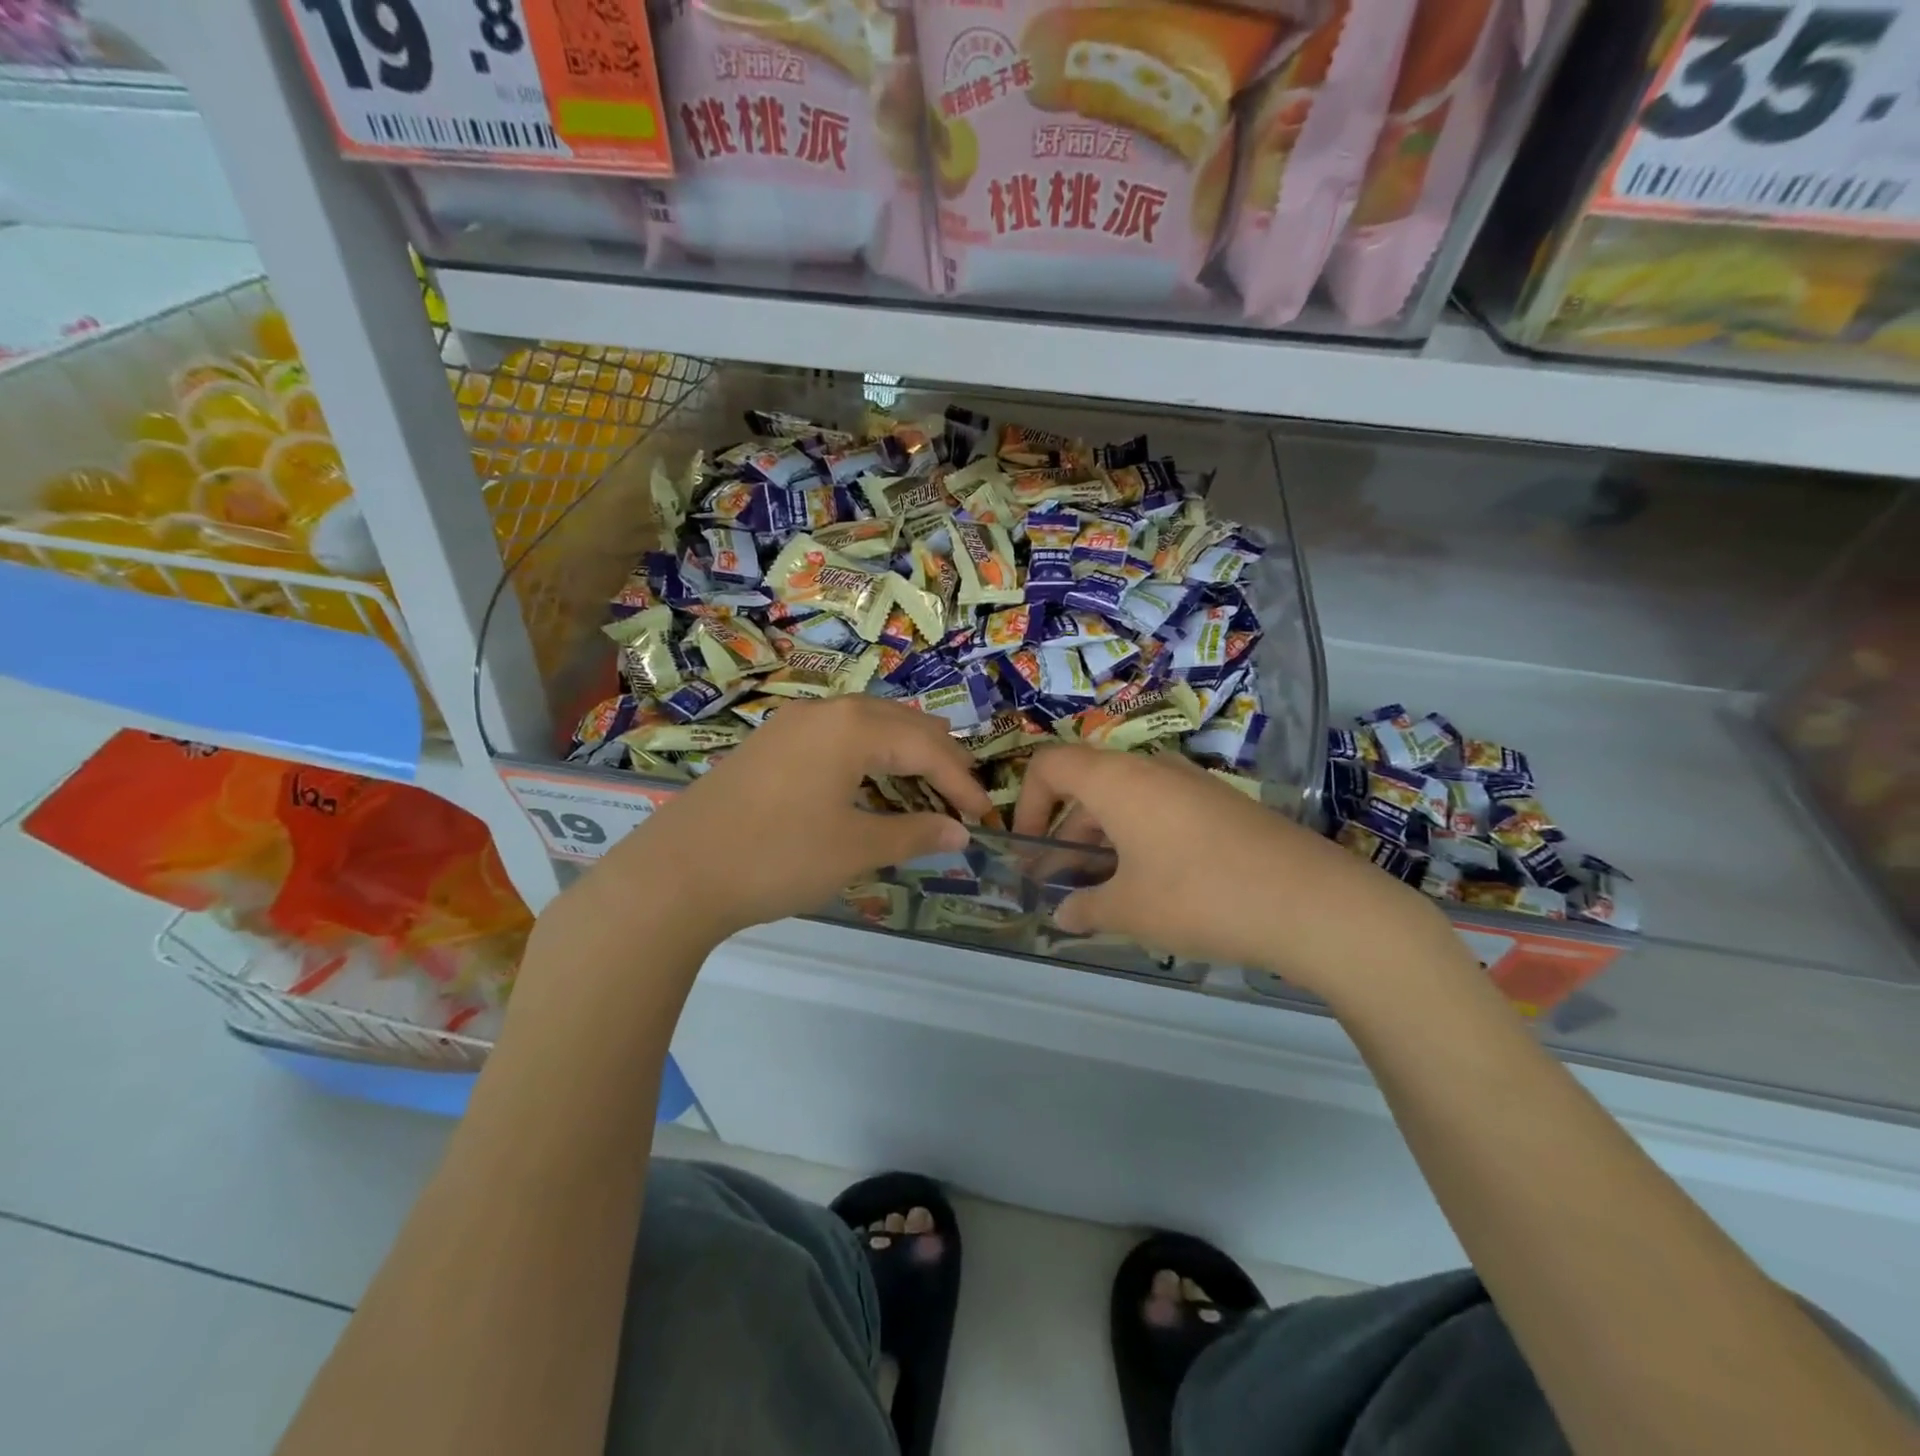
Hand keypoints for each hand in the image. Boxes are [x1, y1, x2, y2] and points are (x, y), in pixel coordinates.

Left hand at [584, 696, 994, 944]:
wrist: (676, 874)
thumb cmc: (778, 858)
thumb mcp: (855, 849)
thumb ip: (914, 833)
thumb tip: (959, 831)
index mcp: (853, 726)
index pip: (928, 747)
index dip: (962, 783)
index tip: (984, 817)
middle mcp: (825, 711)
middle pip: (901, 724)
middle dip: (937, 758)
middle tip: (961, 795)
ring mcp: (791, 724)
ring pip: (867, 726)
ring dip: (901, 753)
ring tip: (924, 785)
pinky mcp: (769, 744)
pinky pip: (836, 737)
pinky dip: (867, 756)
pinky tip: (868, 784)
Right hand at [1012, 747, 1462, 1001]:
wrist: (1313, 903)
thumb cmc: (1200, 897)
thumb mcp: (1130, 910)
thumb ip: (1085, 908)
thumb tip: (1062, 914)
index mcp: (1117, 780)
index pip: (1050, 765)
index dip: (1027, 803)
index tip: (1029, 850)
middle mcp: (1152, 769)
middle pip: (1088, 784)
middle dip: (1064, 831)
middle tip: (1059, 883)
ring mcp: (1192, 784)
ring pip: (1126, 800)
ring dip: (1102, 839)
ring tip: (1102, 892)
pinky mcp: (1222, 805)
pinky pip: (1162, 811)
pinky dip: (1139, 840)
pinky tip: (1151, 888)